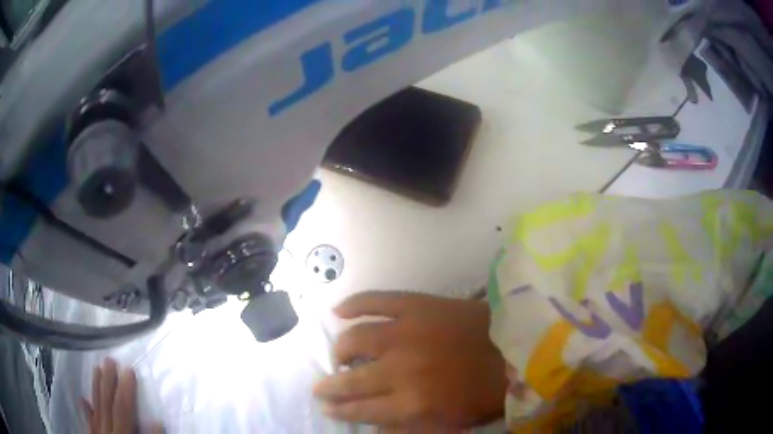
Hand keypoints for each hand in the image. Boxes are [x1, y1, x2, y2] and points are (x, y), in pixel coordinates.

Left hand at [81, 359, 162, 433]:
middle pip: (106, 405)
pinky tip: (82, 400)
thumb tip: (155, 420)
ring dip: (96, 389)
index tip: (129, 370)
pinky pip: (87, 424)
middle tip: (108, 360)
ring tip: (96, 370)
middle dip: (107, 383)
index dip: (125, 390)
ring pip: (95, 409)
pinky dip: (85, 411)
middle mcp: (106, 433)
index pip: (122, 410)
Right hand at [314, 291, 506, 429]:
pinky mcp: (418, 305)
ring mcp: (407, 332)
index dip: (339, 410)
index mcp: (412, 403)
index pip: (360, 409)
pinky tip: (339, 310)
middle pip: (351, 379)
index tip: (326, 406)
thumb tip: (374, 426)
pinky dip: (353, 304)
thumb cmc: (485, 392)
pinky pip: (376, 300)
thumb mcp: (449, 424)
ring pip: (355, 339)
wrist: (516, 348)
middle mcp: (401, 369)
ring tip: (338, 355)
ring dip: (340, 349)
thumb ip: (407, 428)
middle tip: (322, 387)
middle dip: (331, 386)